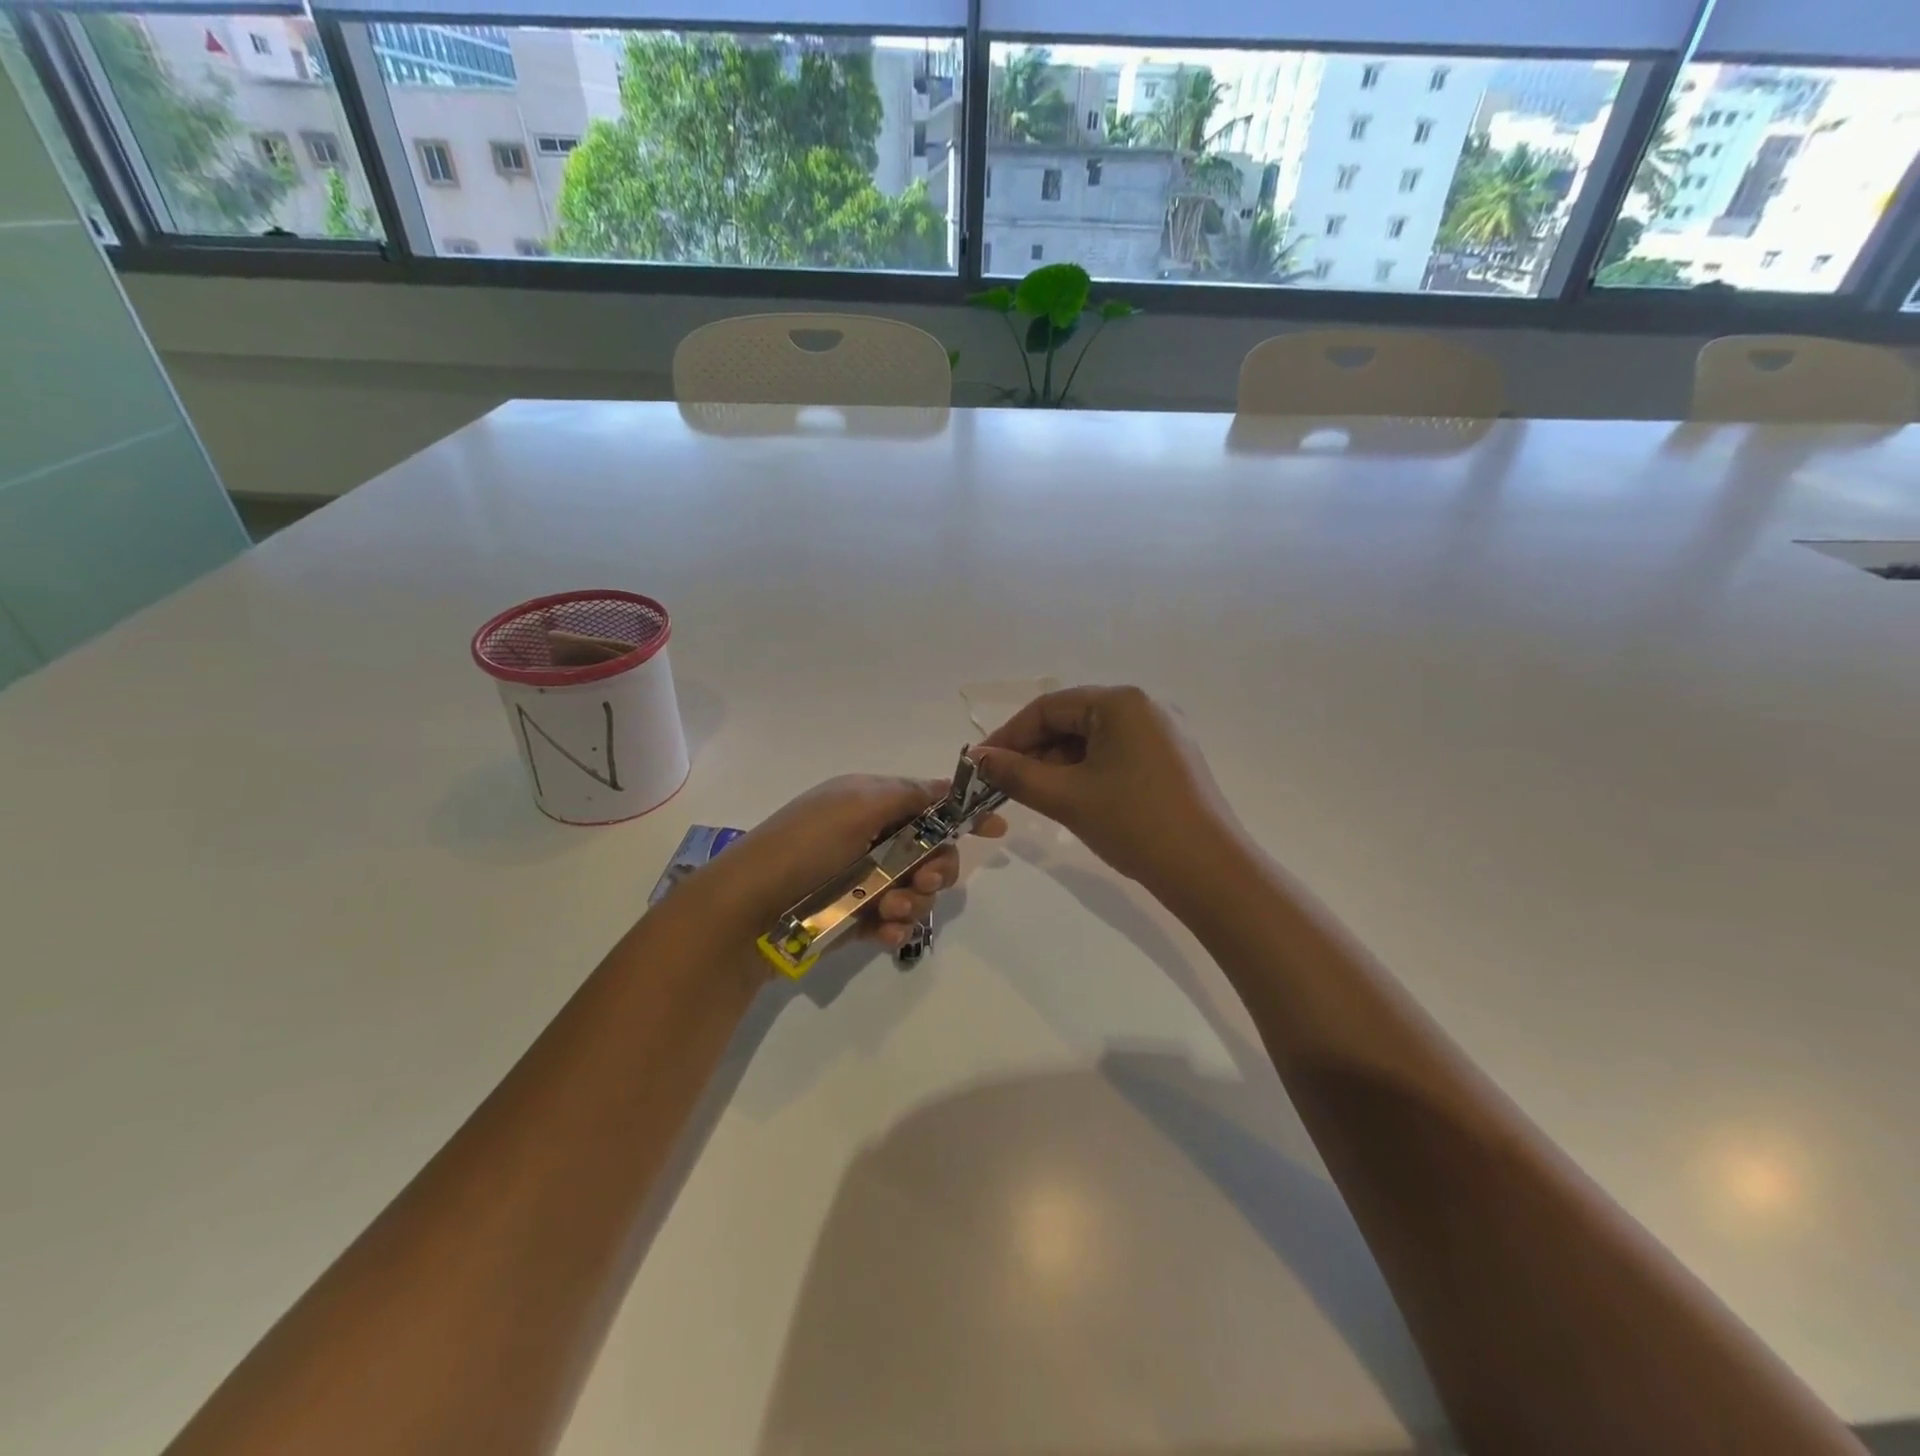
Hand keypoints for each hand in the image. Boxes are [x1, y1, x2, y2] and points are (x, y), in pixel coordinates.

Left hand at [683, 775, 1005, 968]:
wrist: (746, 911)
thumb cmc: (803, 847)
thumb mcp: (856, 805)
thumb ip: (909, 796)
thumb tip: (951, 784)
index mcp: (869, 802)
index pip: (928, 802)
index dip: (962, 814)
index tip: (995, 830)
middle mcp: (871, 838)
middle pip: (932, 850)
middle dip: (937, 866)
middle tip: (922, 878)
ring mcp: (865, 880)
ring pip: (918, 888)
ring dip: (915, 898)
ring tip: (890, 908)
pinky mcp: (857, 917)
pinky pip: (896, 919)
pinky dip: (896, 924)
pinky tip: (883, 931)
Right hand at [974, 685, 1240, 897]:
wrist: (1208, 871)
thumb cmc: (1133, 824)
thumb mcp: (1067, 797)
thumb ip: (1016, 773)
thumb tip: (978, 759)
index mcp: (1121, 702)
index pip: (1049, 707)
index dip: (1009, 735)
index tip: (981, 764)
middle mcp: (1145, 706)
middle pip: (1072, 719)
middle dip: (1034, 750)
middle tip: (1004, 783)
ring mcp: (1162, 732)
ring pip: (1093, 738)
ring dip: (1058, 762)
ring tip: (1035, 794)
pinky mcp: (1170, 759)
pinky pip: (1116, 753)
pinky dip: (1087, 771)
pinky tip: (1072, 797)